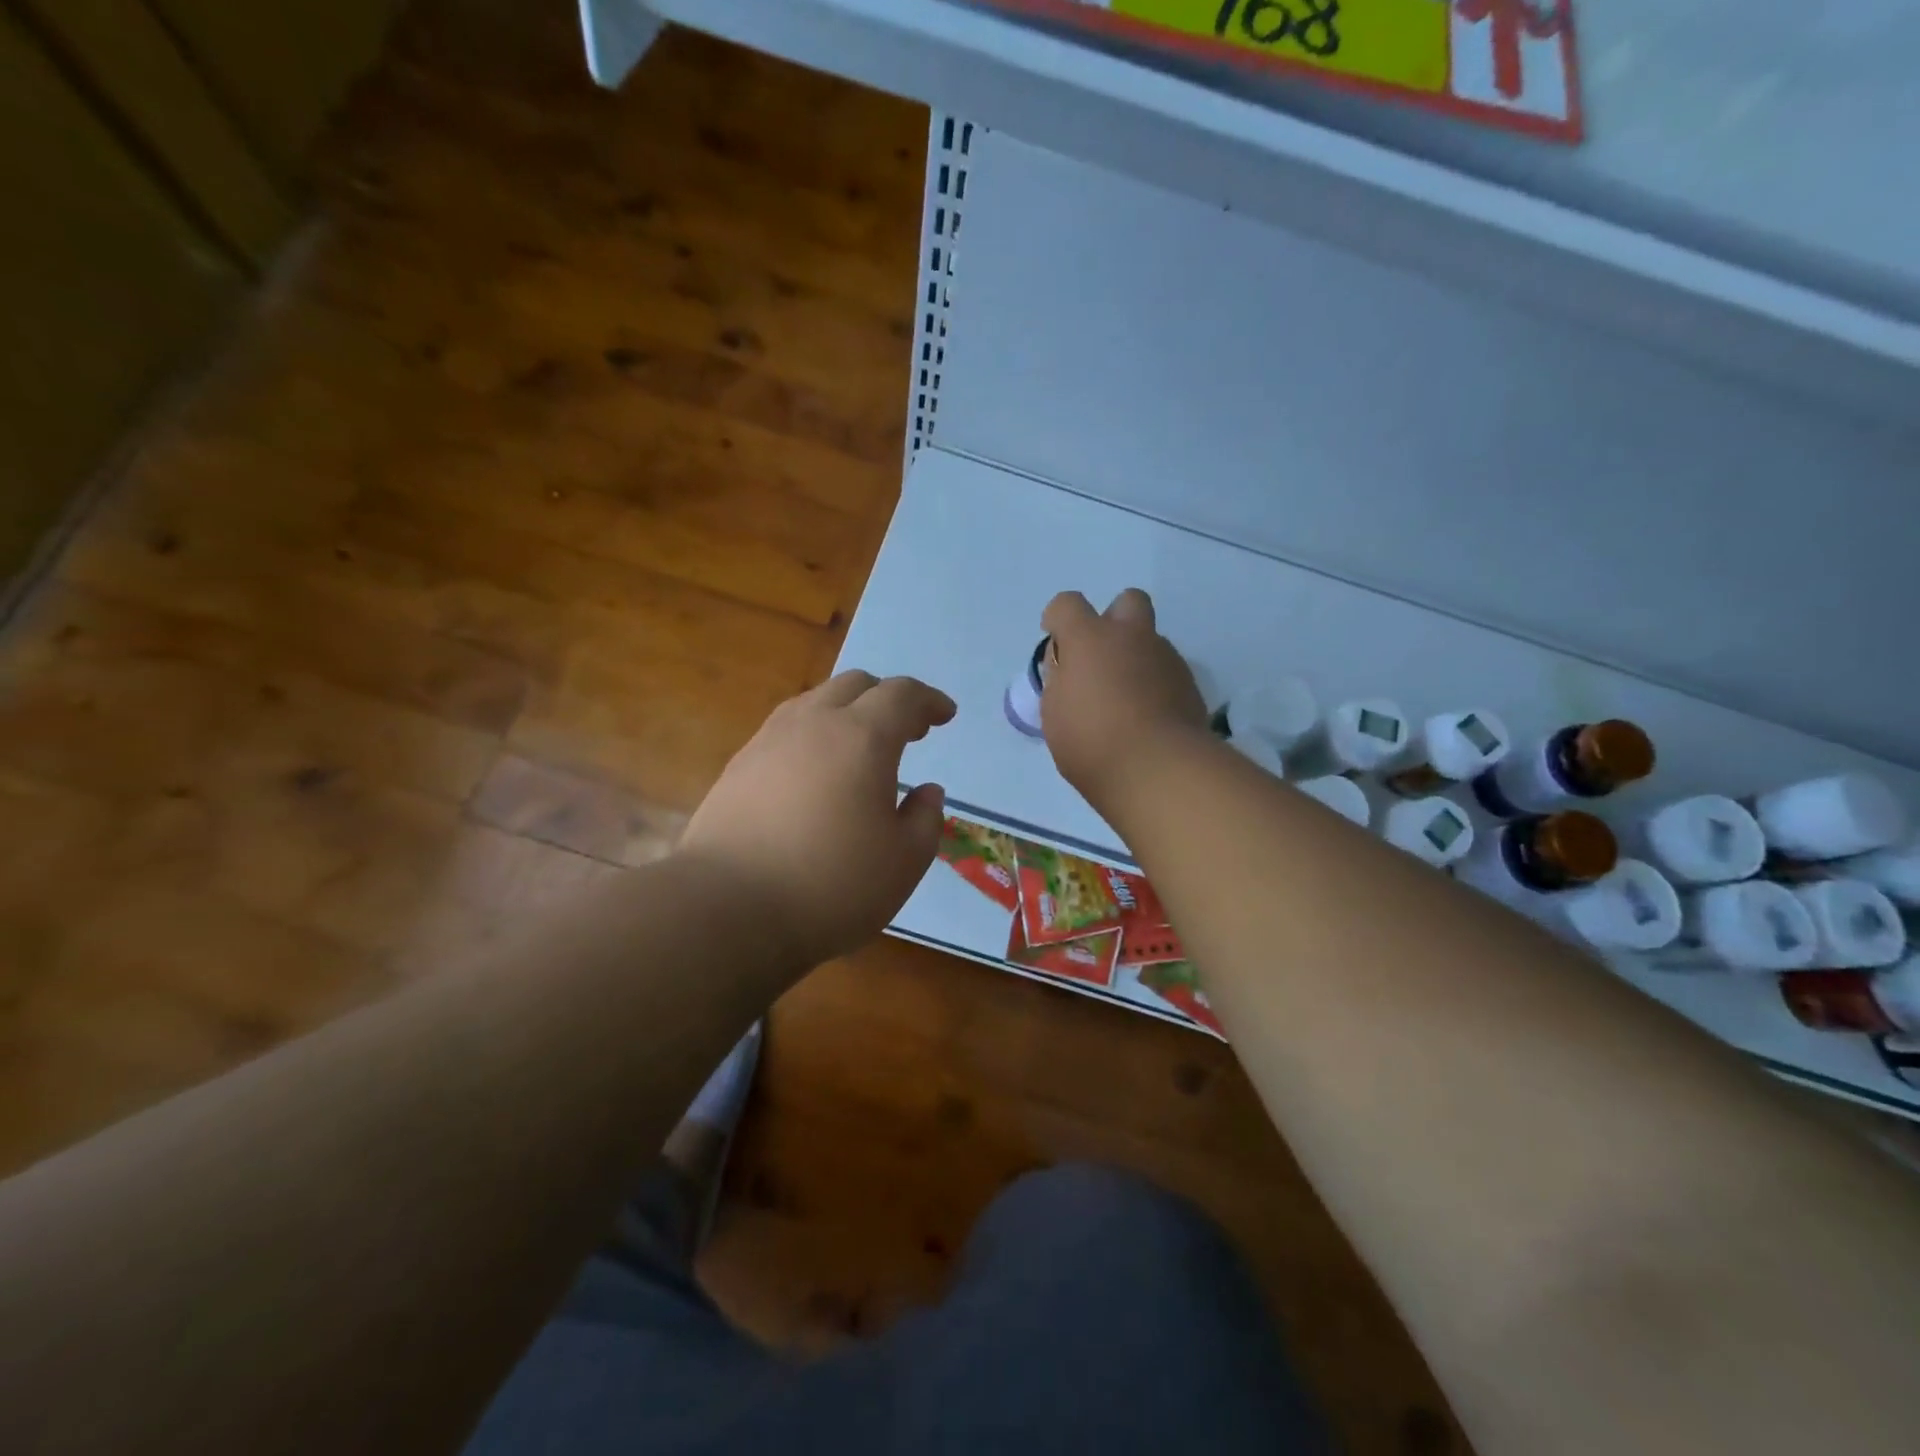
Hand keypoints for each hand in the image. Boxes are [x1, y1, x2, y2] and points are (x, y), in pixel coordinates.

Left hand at [679, 671, 955, 967]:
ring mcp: (769, 740)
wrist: (726, 909)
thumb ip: (926, 819)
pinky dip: (814, 734)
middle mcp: (814, 723)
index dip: (929, 701)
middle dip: (889, 699)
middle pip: (856, 685)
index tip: (945, 715)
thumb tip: (927, 791)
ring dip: (848, 711)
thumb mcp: (903, 862)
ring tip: (860, 746)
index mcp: (862, 737)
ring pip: (816, 701)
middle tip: (908, 730)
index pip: (902, 695)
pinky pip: (786, 729)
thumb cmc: (831, 885)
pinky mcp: (738, 766)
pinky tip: (814, 771)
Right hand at [1040, 589, 1207, 804]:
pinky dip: (1154, 684)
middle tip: (1100, 657)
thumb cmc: (1092, 741)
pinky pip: (1166, 671)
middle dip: (1112, 619)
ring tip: (1124, 699)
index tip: (1056, 642)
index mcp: (1090, 639)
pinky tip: (1146, 715)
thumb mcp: (1055, 713)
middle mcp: (1131, 637)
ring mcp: (1166, 658)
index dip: (1058, 618)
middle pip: (1127, 601)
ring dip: (1135, 657)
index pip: (1067, 604)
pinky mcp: (1189, 684)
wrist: (1159, 769)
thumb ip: (1060, 682)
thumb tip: (1070, 670)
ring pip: (1150, 640)